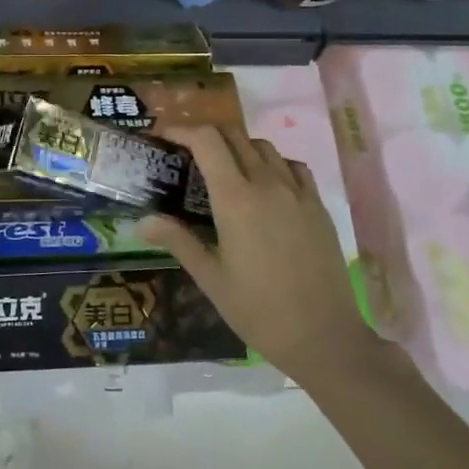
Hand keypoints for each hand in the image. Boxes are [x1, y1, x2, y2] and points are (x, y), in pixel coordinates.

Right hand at [139, 125, 374, 372]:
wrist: (325, 338)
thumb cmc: (258, 310)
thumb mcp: (210, 278)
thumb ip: (177, 241)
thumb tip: (144, 221)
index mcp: (236, 200)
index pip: (207, 141)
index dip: (182, 130)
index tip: (164, 137)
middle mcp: (268, 185)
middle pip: (235, 135)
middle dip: (207, 135)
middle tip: (188, 154)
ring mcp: (298, 193)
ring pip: (265, 147)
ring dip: (239, 147)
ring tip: (225, 169)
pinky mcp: (318, 207)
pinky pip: (293, 167)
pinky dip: (272, 163)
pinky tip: (265, 186)